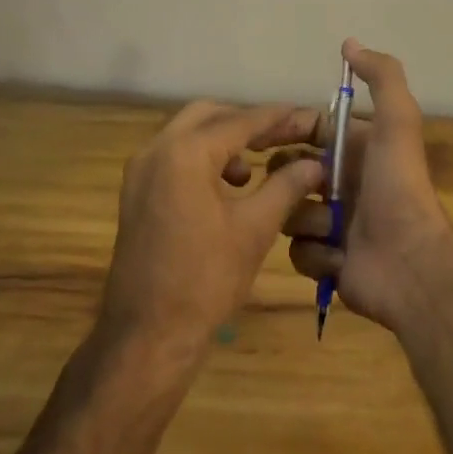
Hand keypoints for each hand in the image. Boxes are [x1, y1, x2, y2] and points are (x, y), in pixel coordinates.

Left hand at [99, 101, 324, 355]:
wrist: (146, 338)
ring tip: (257, 165)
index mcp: (185, 152)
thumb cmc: (205, 281)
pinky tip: (228, 185)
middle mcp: (157, 148)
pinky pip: (175, 154)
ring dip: (224, 138)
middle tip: (283, 137)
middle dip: (248, 122)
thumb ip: (286, 186)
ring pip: (189, 132)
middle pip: (210, 114)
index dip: (278, 118)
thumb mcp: (255, 229)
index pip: (241, 121)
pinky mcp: (136, 191)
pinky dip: (204, 156)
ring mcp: (141, 169)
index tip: (308, 117)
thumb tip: (316, 162)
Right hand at [280, 39, 452, 331]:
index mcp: (355, 149)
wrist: (411, 264)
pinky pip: (299, 251)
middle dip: (287, 177)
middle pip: (290, 171)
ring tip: (331, 227)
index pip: (307, 129)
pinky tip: (338, 257)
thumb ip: (381, 77)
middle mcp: (343, 183)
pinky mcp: (328, 262)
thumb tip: (350, 42)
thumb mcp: (396, 121)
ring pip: (289, 212)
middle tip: (301, 186)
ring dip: (306, 219)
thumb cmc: (397, 187)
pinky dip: (316, 253)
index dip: (285, 129)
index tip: (260, 136)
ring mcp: (334, 224)